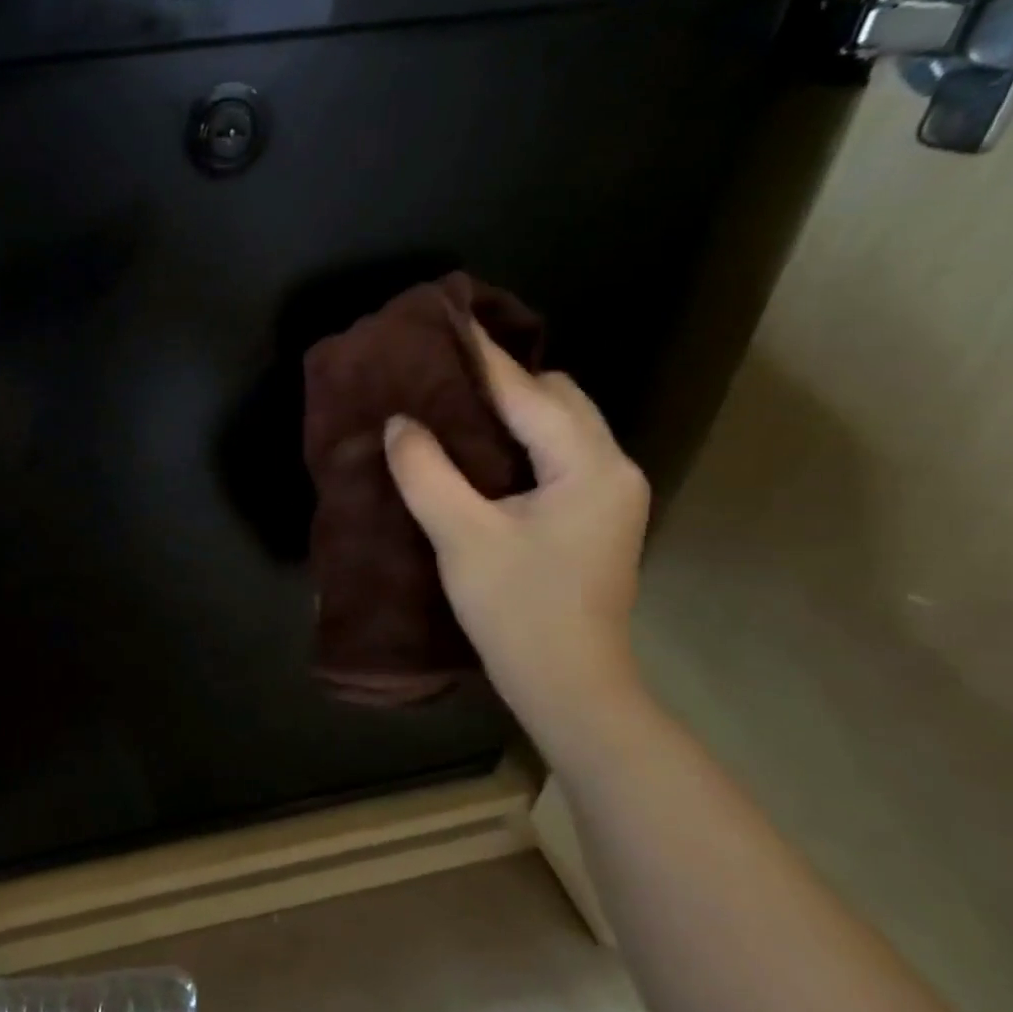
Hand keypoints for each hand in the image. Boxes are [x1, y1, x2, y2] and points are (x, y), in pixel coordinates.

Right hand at [384, 329, 649, 752]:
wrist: (569, 685)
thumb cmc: (518, 609)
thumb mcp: (462, 537)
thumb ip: (427, 472)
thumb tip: (400, 423)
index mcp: (589, 466)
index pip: (530, 394)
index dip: (484, 361)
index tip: (448, 326)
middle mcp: (612, 468)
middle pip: (559, 400)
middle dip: (505, 383)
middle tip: (442, 380)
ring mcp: (610, 495)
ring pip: (561, 427)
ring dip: (513, 413)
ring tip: (454, 411)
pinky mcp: (595, 517)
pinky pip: (557, 455)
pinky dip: (521, 443)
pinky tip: (479, 455)